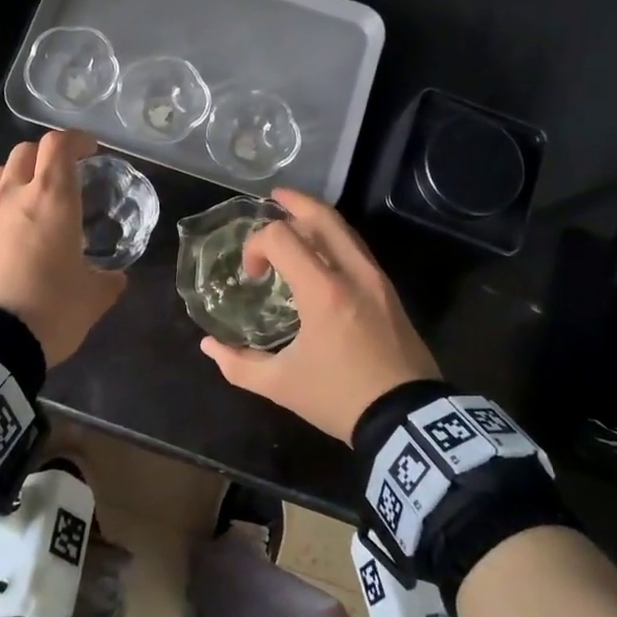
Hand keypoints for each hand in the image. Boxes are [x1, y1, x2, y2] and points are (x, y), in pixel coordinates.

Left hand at [0, 129, 126, 366]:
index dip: (76, 140)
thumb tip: (115, 278)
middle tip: (66, 173)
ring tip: (37, 194)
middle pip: (25, 151)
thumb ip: (107, 281)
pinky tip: (17, 228)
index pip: (58, 145)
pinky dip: (5, 201)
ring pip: (1, 172)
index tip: (91, 151)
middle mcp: (16, 196)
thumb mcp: (92, 298)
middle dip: (48, 154)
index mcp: (52, 199)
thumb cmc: (51, 310)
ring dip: (21, 172)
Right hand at [198, 189, 439, 441]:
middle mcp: (353, 273)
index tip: (253, 276)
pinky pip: (358, 249)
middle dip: (293, 203)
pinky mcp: (389, 291)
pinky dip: (335, 239)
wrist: (408, 418)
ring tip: (294, 220)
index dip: (257, 245)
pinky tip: (321, 254)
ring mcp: (376, 279)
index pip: (282, 237)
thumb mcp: (281, 385)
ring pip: (345, 230)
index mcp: (323, 290)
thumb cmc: (340, 397)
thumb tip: (208, 346)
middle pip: (322, 217)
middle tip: (273, 198)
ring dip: (316, 219)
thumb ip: (238, 364)